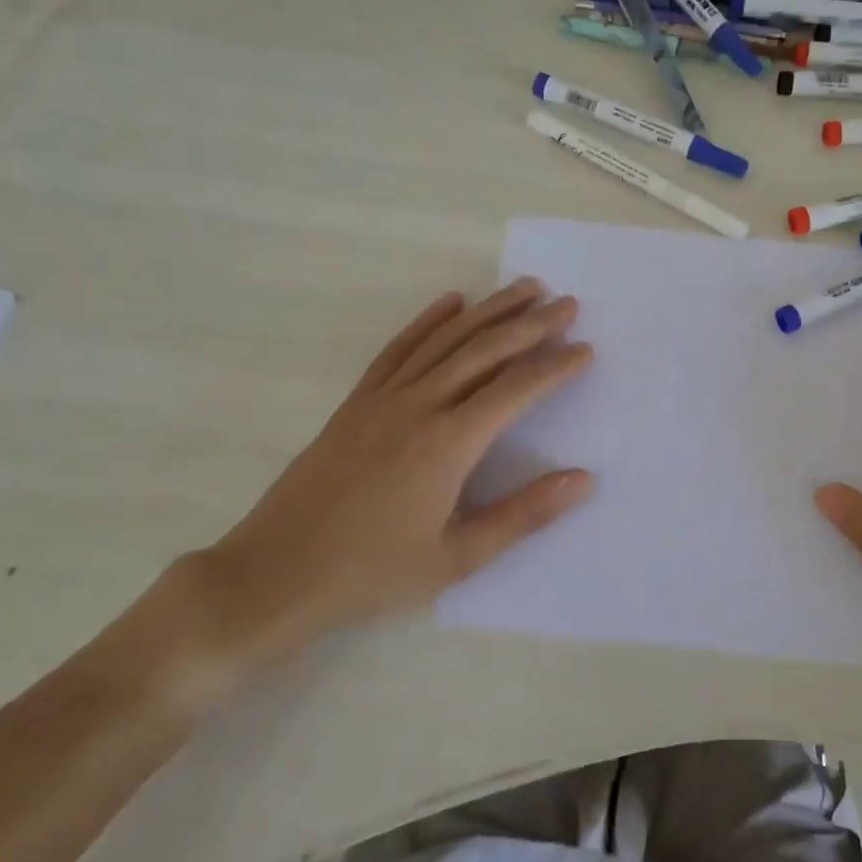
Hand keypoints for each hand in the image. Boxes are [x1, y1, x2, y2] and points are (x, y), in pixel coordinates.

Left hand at [119, 280, 592, 711]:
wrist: (276, 572)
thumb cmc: (373, 572)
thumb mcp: (457, 558)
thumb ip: (523, 515)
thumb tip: (583, 480)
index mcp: (448, 443)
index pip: (515, 389)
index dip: (555, 367)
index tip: (585, 349)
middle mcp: (418, 406)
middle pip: (484, 350)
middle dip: (530, 325)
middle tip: (567, 304)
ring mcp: (382, 398)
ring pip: (445, 340)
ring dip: (489, 311)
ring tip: (524, 289)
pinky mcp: (357, 402)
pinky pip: (399, 348)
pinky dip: (429, 321)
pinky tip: (451, 303)